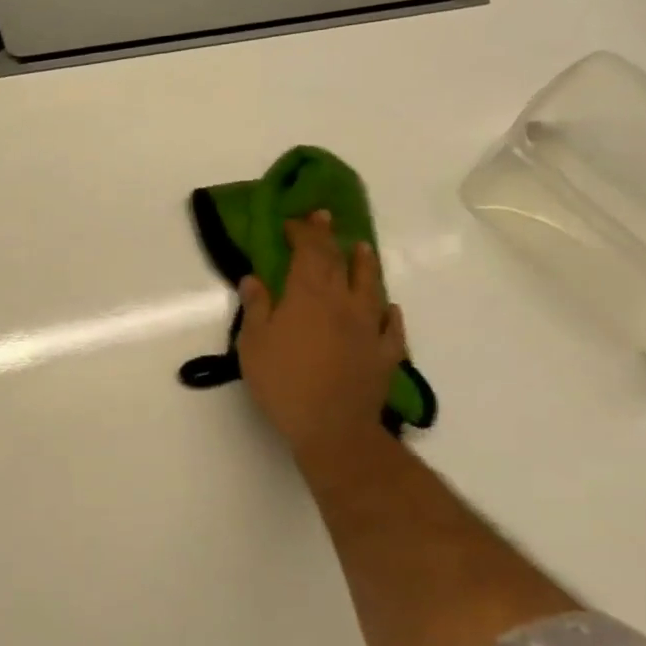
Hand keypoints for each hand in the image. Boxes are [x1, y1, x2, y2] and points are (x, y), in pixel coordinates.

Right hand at [237, 211, 406, 464]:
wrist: (331, 426)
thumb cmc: (284, 381)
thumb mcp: (254, 343)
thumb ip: (256, 307)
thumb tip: (254, 278)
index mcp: (308, 296)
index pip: (309, 252)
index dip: (303, 232)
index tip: (294, 221)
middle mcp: (342, 303)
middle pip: (338, 262)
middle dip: (329, 238)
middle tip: (324, 219)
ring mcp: (368, 328)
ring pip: (370, 287)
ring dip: (365, 265)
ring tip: (363, 249)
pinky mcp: (384, 354)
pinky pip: (391, 327)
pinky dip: (389, 314)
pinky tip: (389, 309)